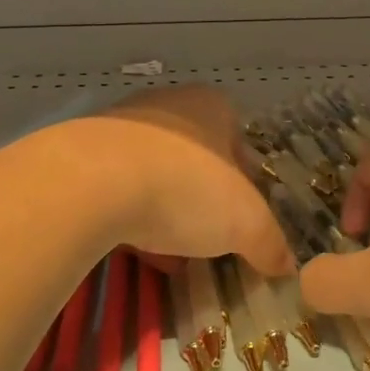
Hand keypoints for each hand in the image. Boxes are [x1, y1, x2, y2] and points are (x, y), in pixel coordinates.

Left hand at [66, 85, 294, 276]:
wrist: (91, 181)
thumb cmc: (186, 187)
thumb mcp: (246, 223)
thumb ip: (270, 243)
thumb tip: (285, 266)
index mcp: (211, 106)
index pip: (240, 145)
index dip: (246, 187)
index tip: (241, 223)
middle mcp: (167, 105)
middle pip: (196, 162)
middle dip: (203, 205)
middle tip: (207, 242)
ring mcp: (121, 125)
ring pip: (156, 176)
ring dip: (165, 214)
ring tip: (169, 256)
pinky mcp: (83, 153)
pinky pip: (117, 188)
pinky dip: (128, 217)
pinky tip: (132, 249)